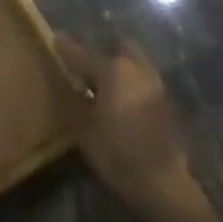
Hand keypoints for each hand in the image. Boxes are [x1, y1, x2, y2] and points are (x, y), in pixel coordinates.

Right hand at [56, 34, 207, 219]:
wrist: (162, 183)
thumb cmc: (116, 152)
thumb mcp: (83, 127)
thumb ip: (73, 98)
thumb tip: (65, 82)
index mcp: (114, 70)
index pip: (83, 54)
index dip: (66, 48)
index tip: (55, 38)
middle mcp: (138, 70)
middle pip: (118, 50)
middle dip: (102, 54)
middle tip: (85, 68)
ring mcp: (157, 85)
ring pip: (135, 65)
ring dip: (120, 69)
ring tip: (103, 86)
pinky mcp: (167, 103)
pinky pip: (144, 82)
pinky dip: (131, 85)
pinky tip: (121, 102)